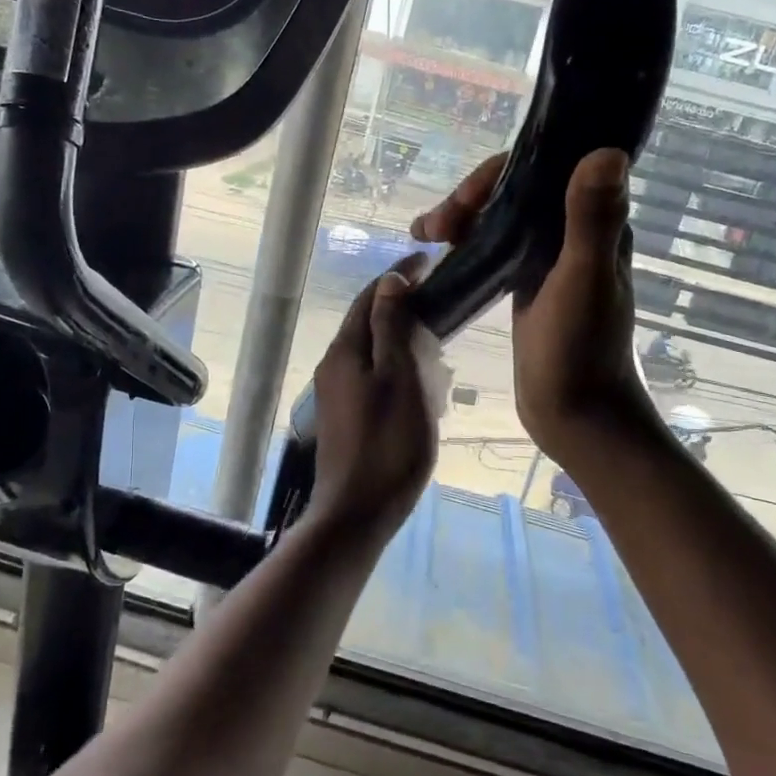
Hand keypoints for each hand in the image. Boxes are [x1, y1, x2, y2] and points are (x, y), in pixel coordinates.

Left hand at [308, 257, 438, 538]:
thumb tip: (389, 280)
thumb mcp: (398, 378)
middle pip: (369, 324)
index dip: (399, 276)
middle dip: (403, 310)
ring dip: (403, 343)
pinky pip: (373, 379)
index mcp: (345, 351)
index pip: (370, 297)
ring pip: (373, 353)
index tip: (431, 263)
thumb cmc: (388, 444)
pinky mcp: (346, 417)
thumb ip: (391, 327)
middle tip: (442, 310)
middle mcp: (333, 366)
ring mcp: (336, 394)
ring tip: (437, 352)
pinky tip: (421, 389)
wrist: (357, 513)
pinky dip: (398, 372)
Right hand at [413, 149, 652, 466]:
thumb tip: (606, 151)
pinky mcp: (525, 285)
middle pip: (514, 192)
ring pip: (499, 218)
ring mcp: (546, 260)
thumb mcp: (583, 280)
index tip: (465, 199)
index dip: (498, 174)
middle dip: (469, 198)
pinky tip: (439, 252)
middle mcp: (571, 233)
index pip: (544, 171)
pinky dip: (465, 242)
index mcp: (594, 224)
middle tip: (432, 227)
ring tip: (424, 234)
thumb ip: (592, 219)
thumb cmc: (581, 351)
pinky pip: (492, 247)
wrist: (575, 414)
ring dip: (462, 217)